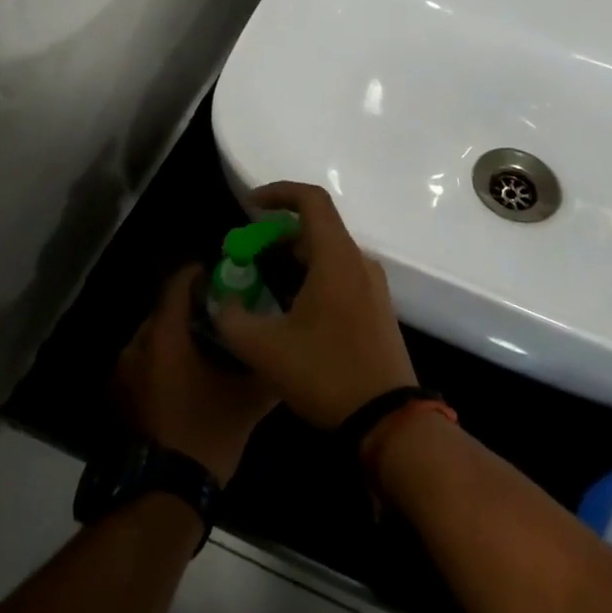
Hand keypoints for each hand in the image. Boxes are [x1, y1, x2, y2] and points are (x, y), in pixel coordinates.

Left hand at [116, 265, 276, 482]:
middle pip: (164, 310)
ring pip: (153, 338)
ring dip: (177, 335)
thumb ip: (268, 370)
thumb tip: (287, 353)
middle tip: (222, 311)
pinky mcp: (120, 396)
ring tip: (208, 343)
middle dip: (191, 307)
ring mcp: (123, 373)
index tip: (222, 274)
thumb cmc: (205, 435)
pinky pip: (144, 362)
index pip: (176, 284)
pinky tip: (189, 374)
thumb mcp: (247, 401)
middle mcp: (137, 346)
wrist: (163, 494)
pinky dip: (164, 359)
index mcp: (164, 337)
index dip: (198, 273)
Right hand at [213, 182, 418, 428]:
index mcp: (336, 258)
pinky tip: (290, 308)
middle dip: (277, 234)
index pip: (311, 200)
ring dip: (293, 257)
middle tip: (247, 255)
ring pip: (328, 252)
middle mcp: (359, 262)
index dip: (278, 192)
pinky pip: (340, 274)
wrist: (388, 420)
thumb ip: (232, 318)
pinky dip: (311, 275)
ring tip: (262, 283)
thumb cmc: (326, 374)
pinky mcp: (377, 307)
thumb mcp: (264, 349)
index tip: (249, 206)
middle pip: (317, 227)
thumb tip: (222, 301)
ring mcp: (372, 285)